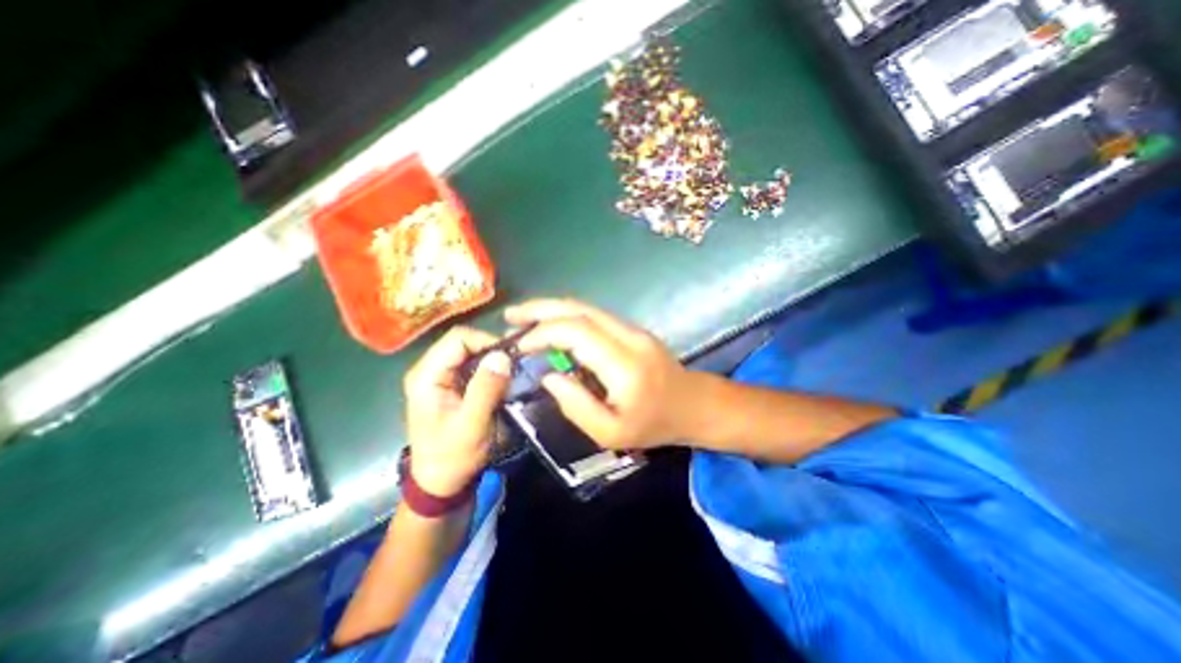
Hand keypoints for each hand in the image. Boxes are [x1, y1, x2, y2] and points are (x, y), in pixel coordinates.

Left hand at [404, 325, 508, 497]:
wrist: (441, 483)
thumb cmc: (453, 457)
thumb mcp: (471, 425)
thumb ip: (486, 389)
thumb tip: (503, 355)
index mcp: (426, 376)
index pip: (458, 338)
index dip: (486, 341)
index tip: (510, 357)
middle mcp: (430, 370)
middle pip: (464, 342)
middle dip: (492, 350)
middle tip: (515, 364)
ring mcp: (440, 377)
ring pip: (471, 353)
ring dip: (493, 360)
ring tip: (512, 372)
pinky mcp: (451, 385)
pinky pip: (473, 366)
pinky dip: (490, 370)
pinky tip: (503, 381)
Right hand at [504, 300, 693, 449]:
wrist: (695, 405)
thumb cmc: (654, 425)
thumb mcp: (611, 433)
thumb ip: (576, 406)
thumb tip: (548, 376)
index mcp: (624, 365)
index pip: (576, 332)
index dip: (542, 333)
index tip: (519, 346)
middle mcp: (628, 337)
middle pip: (579, 310)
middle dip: (541, 308)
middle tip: (511, 316)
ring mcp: (633, 329)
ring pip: (586, 308)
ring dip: (552, 309)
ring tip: (524, 318)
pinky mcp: (632, 329)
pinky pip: (594, 316)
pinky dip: (568, 317)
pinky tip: (552, 326)